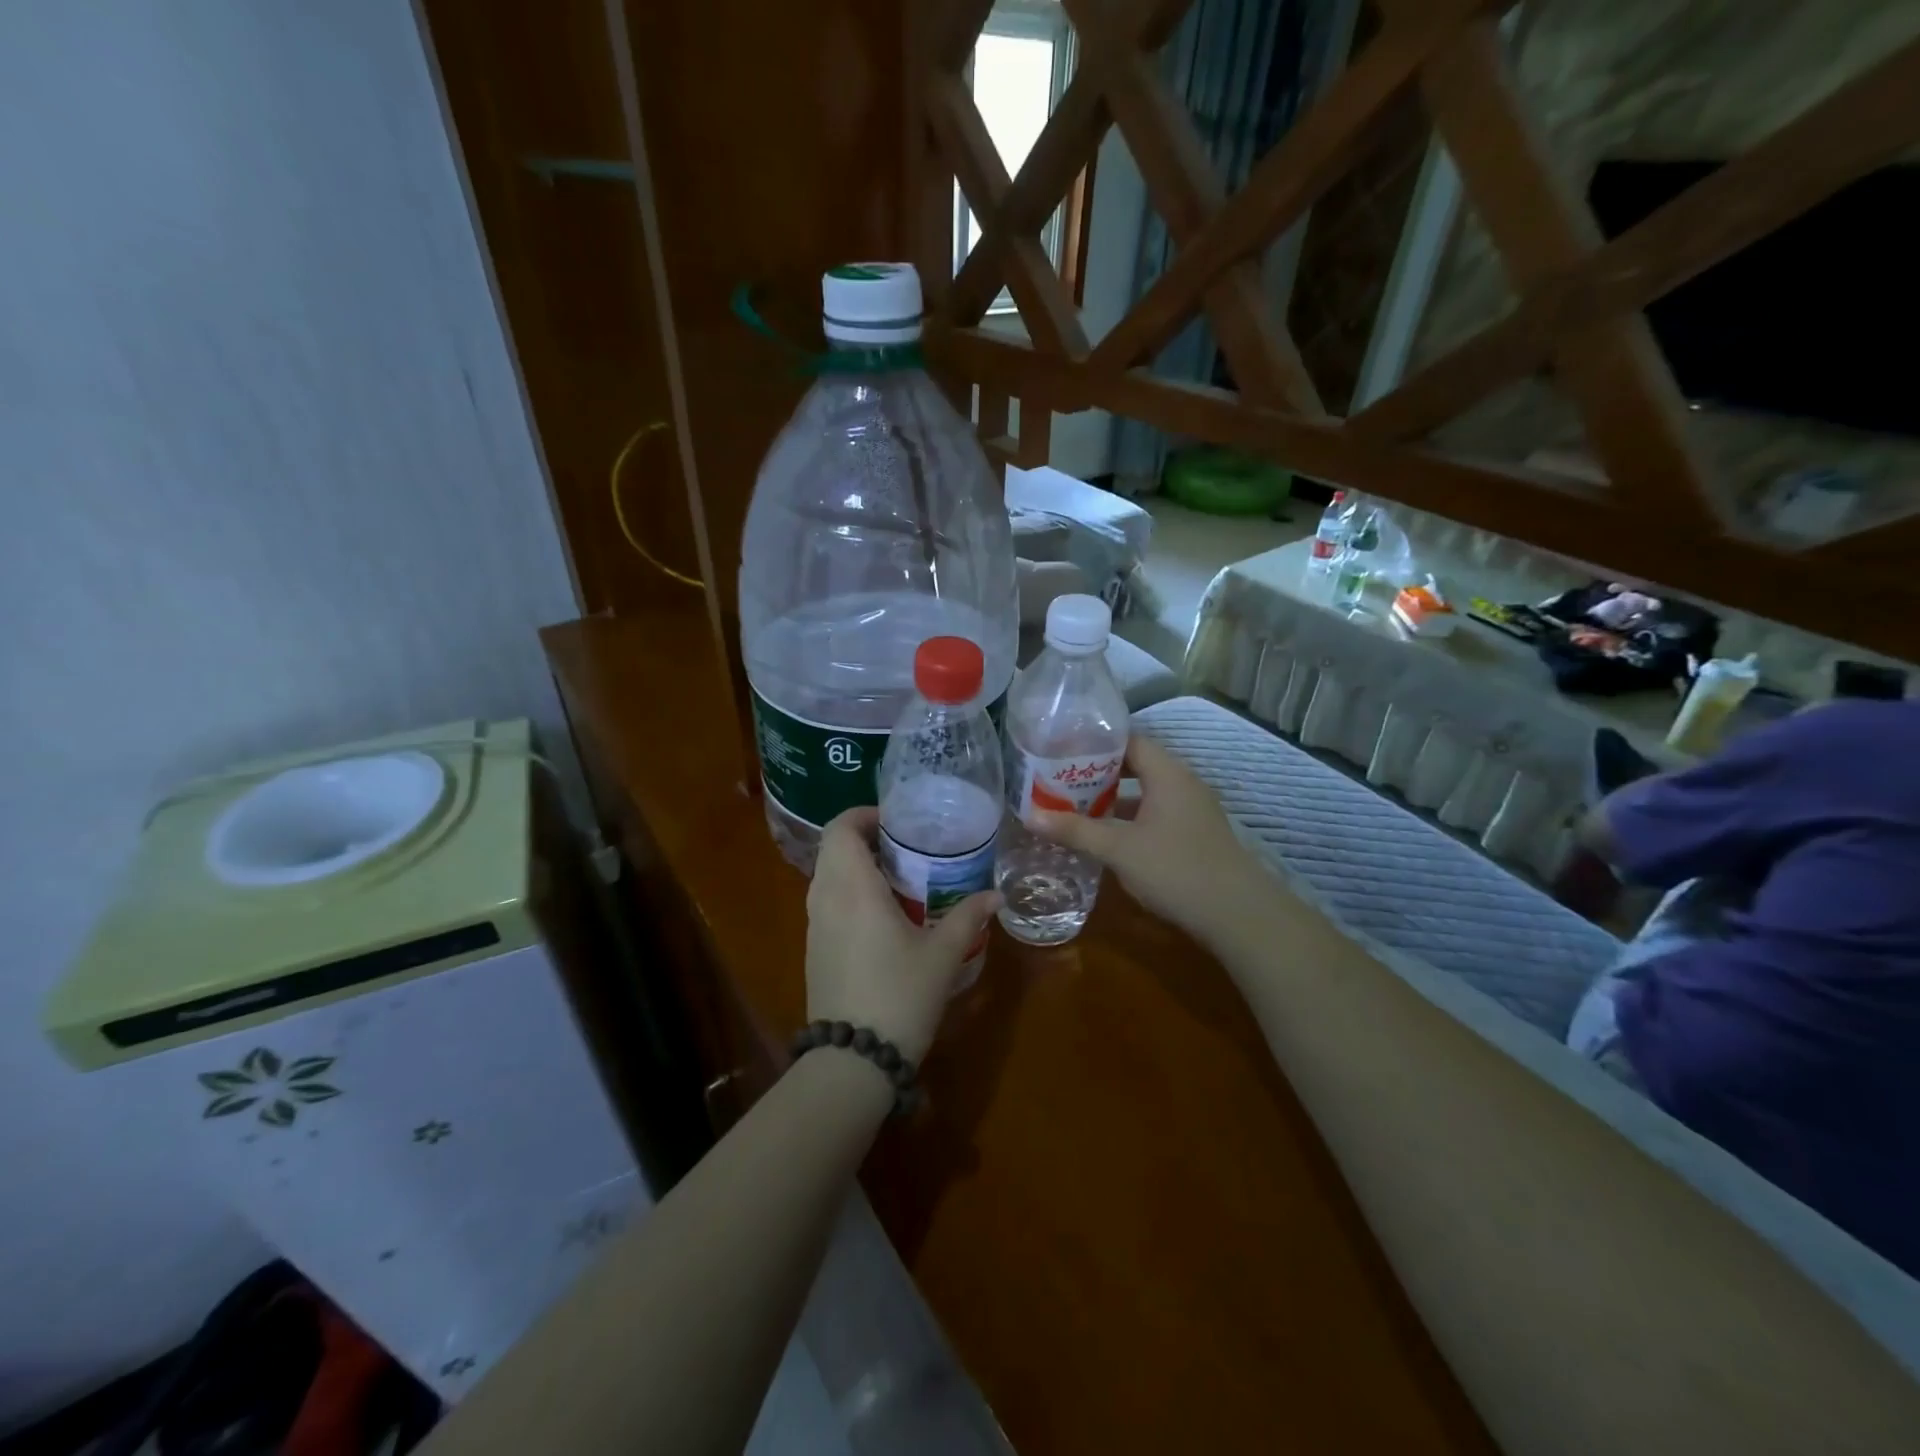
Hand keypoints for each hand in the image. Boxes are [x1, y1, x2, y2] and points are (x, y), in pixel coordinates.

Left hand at [805, 807, 999, 1062]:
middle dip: (866, 839)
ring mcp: (814, 926)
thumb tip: (996, 896)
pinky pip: (828, 903)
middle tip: (906, 846)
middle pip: (833, 849)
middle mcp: (825, 898)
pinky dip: (850, 893)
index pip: (840, 828)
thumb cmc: (899, 995)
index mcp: (852, 887)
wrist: (853, 1061)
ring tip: (900, 877)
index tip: (897, 821)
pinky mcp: (814, 950)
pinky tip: (884, 916)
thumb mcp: (942, 954)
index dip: (864, 815)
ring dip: (857, 867)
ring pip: (828, 876)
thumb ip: (968, 917)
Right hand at [1031, 734, 1263, 941]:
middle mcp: (1183, 783)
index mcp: (1167, 773)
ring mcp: (1193, 810)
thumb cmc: (1176, 869)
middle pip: (1136, 765)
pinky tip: (1107, 837)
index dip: (1094, 743)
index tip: (1060, 749)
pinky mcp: (1195, 835)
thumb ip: (1075, 830)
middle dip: (1098, 773)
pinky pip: (1156, 814)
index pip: (1128, 740)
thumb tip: (1029, 816)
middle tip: (1059, 779)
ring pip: (1146, 793)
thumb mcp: (1118, 849)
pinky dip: (1130, 819)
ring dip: (1113, 799)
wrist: (1239, 915)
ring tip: (1075, 806)